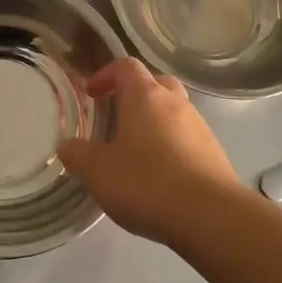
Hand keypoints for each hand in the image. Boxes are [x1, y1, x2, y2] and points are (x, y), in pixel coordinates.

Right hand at [57, 58, 246, 244]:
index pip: (125, 66)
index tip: (91, 94)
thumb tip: (67, 146)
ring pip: (173, 110)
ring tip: (136, 150)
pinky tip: (160, 174)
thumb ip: (78, 155)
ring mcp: (199, 126)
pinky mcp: (214, 152)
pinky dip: (171, 145)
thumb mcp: (98, 172)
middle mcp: (175, 102)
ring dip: (154, 121)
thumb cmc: (147, 183)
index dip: (106, 75)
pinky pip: (187, 137)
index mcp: (145, 96)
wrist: (211, 216)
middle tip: (116, 115)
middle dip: (134, 93)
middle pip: (155, 82)